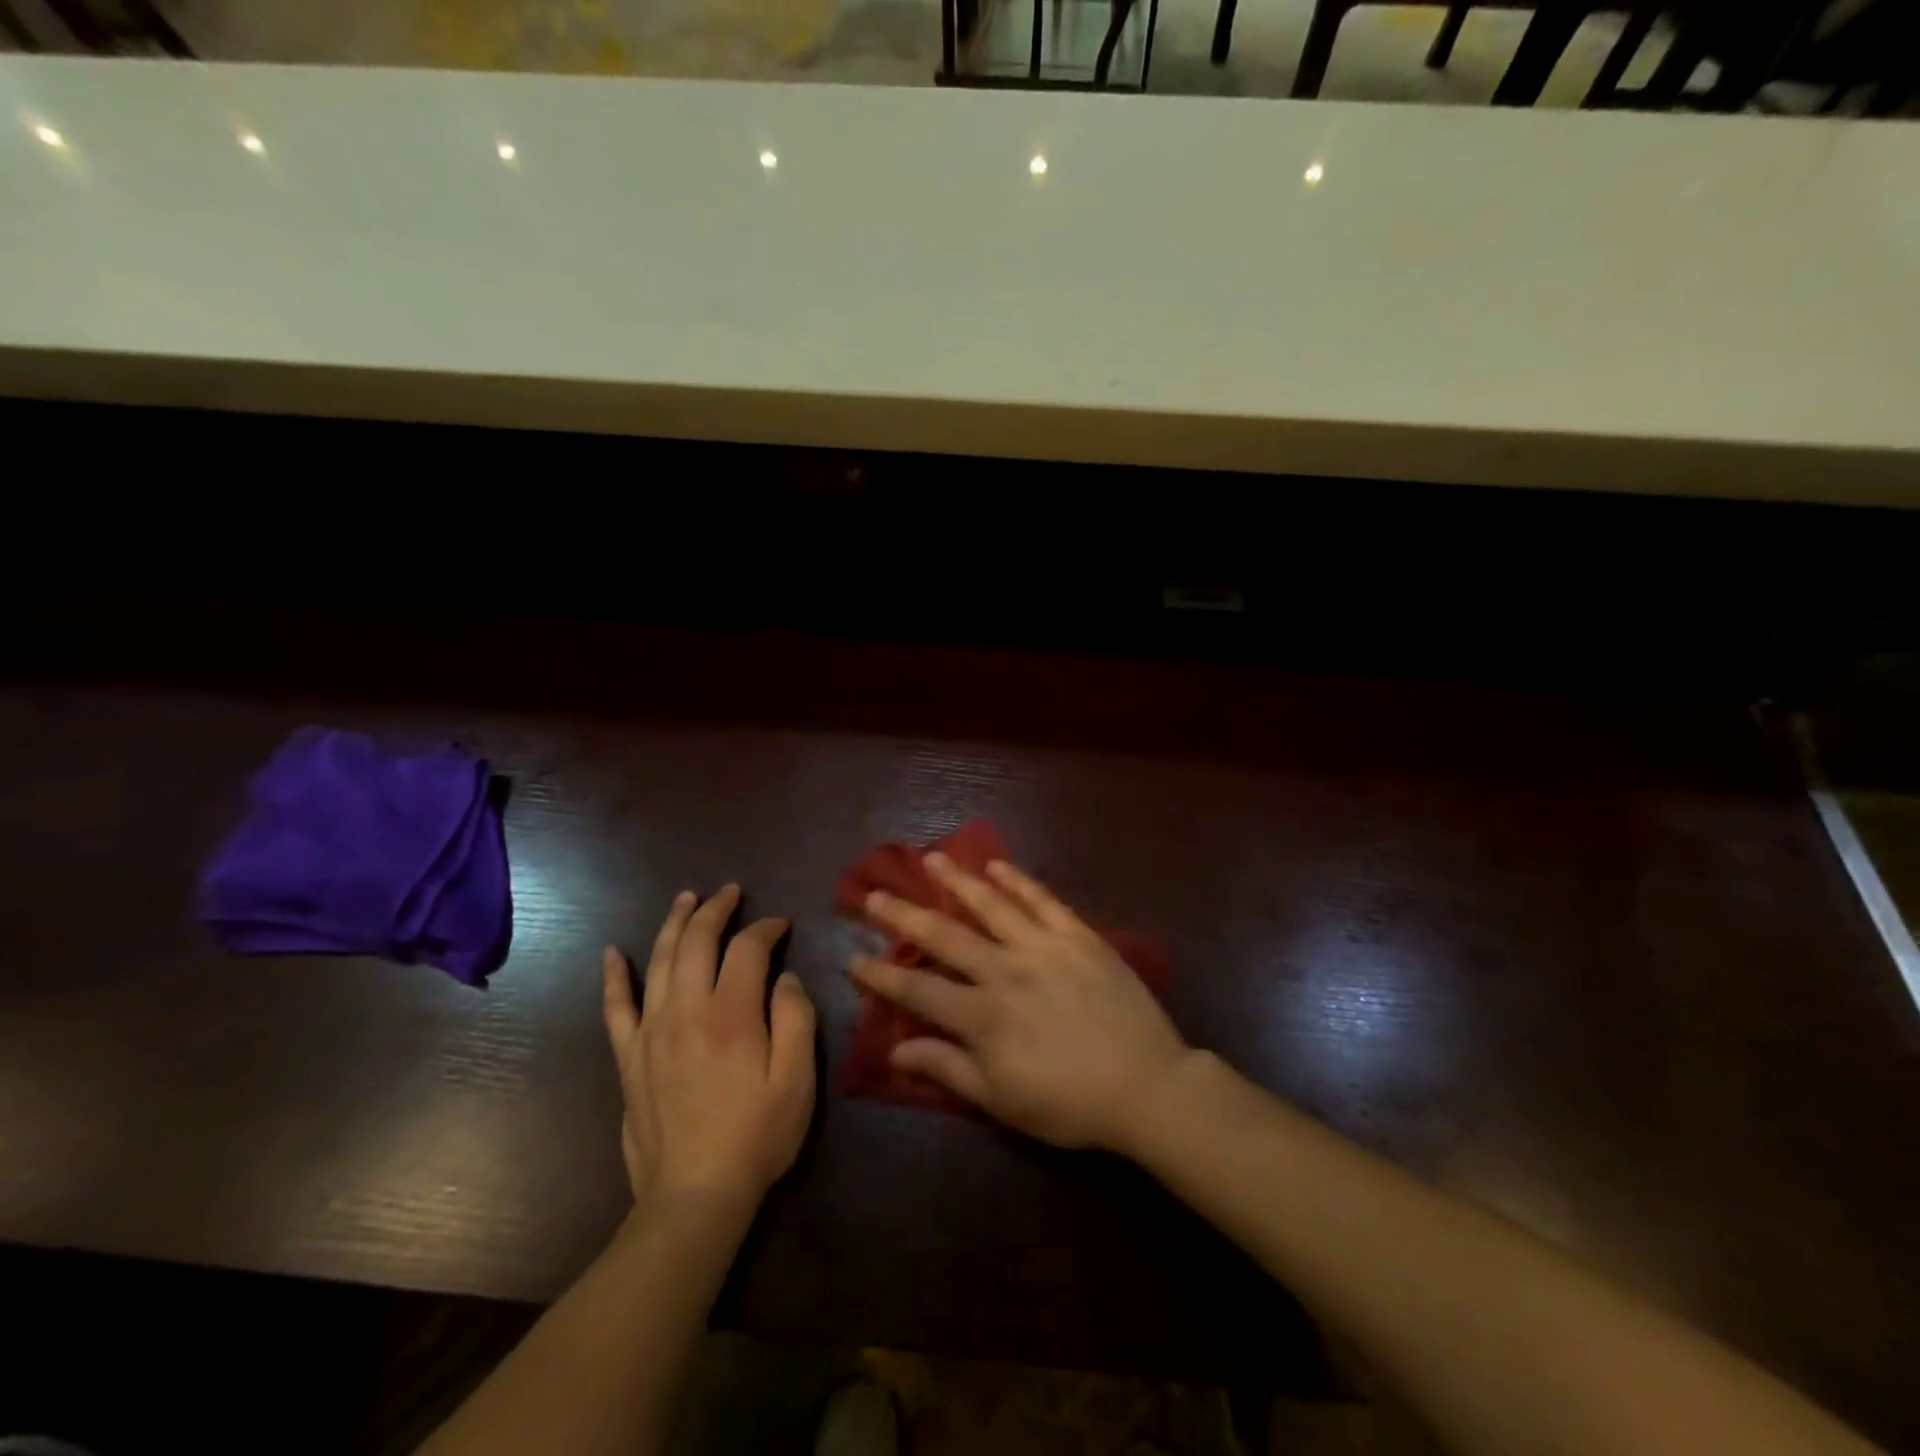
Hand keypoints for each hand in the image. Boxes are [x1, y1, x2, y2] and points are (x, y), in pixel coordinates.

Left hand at [602, 886, 816, 1213]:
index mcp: (732, 1014)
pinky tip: (613, 953)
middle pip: (697, 942)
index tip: (782, 924)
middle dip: (716, 910)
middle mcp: (686, 1011)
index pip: (748, 948)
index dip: (766, 928)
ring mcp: (651, 1032)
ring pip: (658, 961)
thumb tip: (785, 977)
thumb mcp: (798, 1080)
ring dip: (673, 924)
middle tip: (731, 892)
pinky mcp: (629, 1058)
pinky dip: (614, 976)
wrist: (694, 1196)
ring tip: (686, 899)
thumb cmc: (757, 1136)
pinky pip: (615, 1007)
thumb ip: (796, 1019)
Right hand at [848, 854, 1189, 1151]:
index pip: (917, 990)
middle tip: (875, 894)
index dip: (880, 976)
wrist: (1146, 1085)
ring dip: (958, 880)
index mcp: (982, 1015)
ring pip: (990, 905)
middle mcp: (1004, 971)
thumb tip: (895, 1048)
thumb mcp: (1000, 1099)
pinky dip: (1018, 880)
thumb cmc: (1068, 1102)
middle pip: (944, 936)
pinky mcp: (1078, 935)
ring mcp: (1042, 947)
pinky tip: (997, 864)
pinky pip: (1043, 900)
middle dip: (904, 915)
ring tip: (931, 859)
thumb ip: (946, 1068)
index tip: (852, 958)